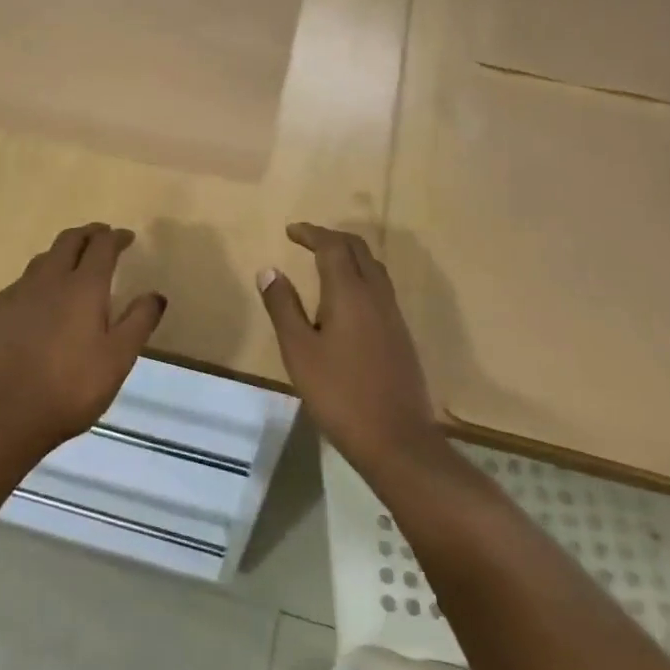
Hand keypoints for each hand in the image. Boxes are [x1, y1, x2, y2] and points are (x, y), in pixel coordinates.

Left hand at [0, 223, 165, 453]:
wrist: (5, 414)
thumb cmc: (71, 387)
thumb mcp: (118, 359)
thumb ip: (139, 322)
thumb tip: (155, 295)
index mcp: (84, 286)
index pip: (102, 246)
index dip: (116, 237)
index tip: (127, 238)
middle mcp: (50, 279)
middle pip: (69, 241)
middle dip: (89, 234)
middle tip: (102, 236)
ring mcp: (19, 293)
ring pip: (44, 257)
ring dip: (63, 251)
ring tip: (73, 261)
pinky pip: (24, 279)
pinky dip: (40, 275)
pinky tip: (41, 294)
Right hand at [258, 223, 442, 475]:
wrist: (396, 438)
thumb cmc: (339, 394)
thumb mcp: (298, 351)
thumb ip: (283, 307)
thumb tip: (269, 270)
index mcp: (350, 293)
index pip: (332, 246)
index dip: (311, 233)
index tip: (290, 231)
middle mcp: (376, 295)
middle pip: (358, 249)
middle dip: (331, 237)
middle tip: (306, 239)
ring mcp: (393, 315)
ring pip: (373, 267)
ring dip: (349, 255)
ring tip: (324, 262)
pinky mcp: (400, 334)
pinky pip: (380, 287)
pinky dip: (360, 275)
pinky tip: (346, 298)